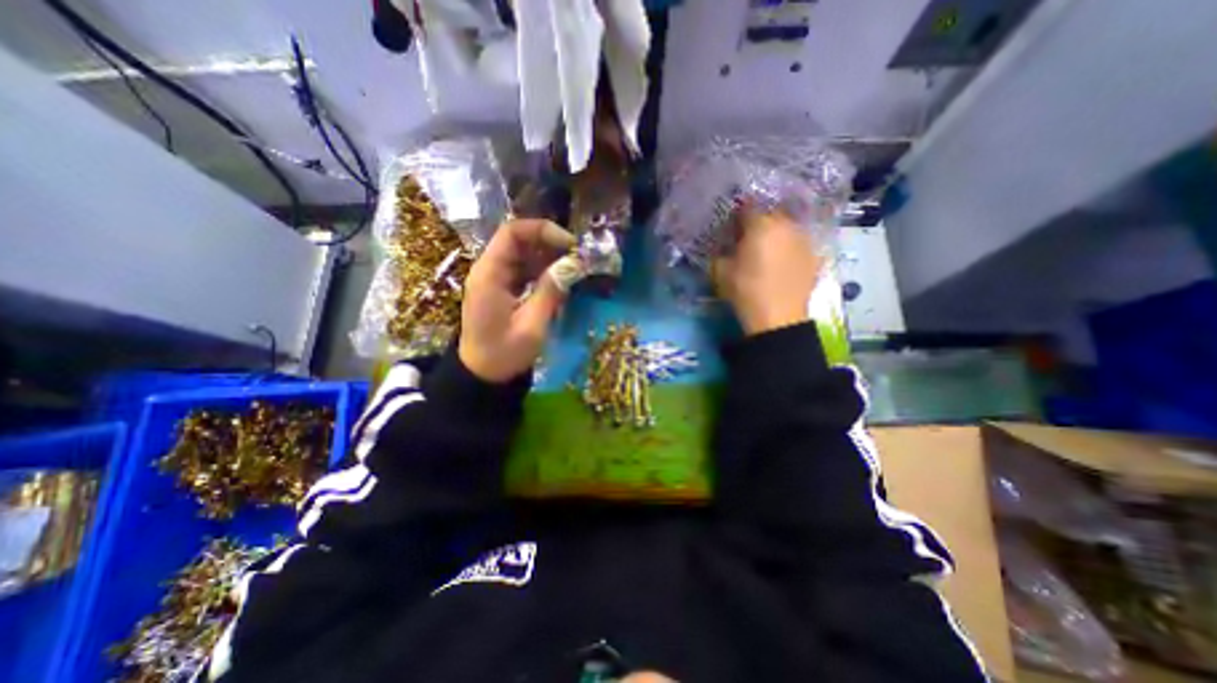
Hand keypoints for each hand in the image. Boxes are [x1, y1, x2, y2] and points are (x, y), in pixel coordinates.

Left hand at [458, 219, 577, 381]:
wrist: (482, 376)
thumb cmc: (504, 354)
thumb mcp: (532, 326)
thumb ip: (551, 292)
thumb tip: (574, 264)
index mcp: (489, 274)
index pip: (512, 232)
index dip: (542, 230)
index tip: (570, 244)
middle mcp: (489, 270)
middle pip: (519, 241)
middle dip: (550, 244)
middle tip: (577, 257)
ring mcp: (495, 280)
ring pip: (523, 255)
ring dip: (549, 258)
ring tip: (574, 269)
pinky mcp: (502, 290)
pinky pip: (523, 271)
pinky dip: (543, 272)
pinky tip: (560, 281)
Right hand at [714, 209, 826, 334]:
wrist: (778, 318)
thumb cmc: (745, 291)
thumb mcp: (721, 271)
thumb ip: (722, 251)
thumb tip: (726, 245)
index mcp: (761, 225)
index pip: (747, 207)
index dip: (737, 215)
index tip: (731, 226)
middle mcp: (786, 225)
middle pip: (770, 214)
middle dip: (759, 222)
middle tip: (748, 238)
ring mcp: (804, 239)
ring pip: (787, 227)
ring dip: (776, 233)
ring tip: (767, 250)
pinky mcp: (814, 255)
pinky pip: (798, 243)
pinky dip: (789, 247)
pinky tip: (782, 262)